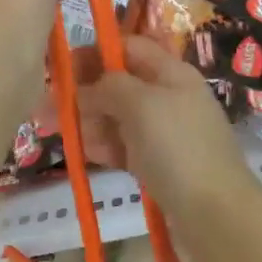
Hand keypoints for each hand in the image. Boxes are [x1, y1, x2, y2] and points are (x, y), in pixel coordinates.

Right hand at [77, 35, 261, 242]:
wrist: (215, 214)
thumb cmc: (178, 147)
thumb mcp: (141, 104)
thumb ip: (109, 86)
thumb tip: (87, 87)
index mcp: (171, 72)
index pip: (129, 47)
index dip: (95, 52)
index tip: (61, 67)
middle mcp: (168, 96)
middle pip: (119, 84)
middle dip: (84, 92)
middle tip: (47, 108)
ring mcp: (164, 132)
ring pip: (118, 117)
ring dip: (88, 121)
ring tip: (59, 132)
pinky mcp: (159, 163)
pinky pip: (125, 146)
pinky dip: (104, 146)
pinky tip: (84, 153)